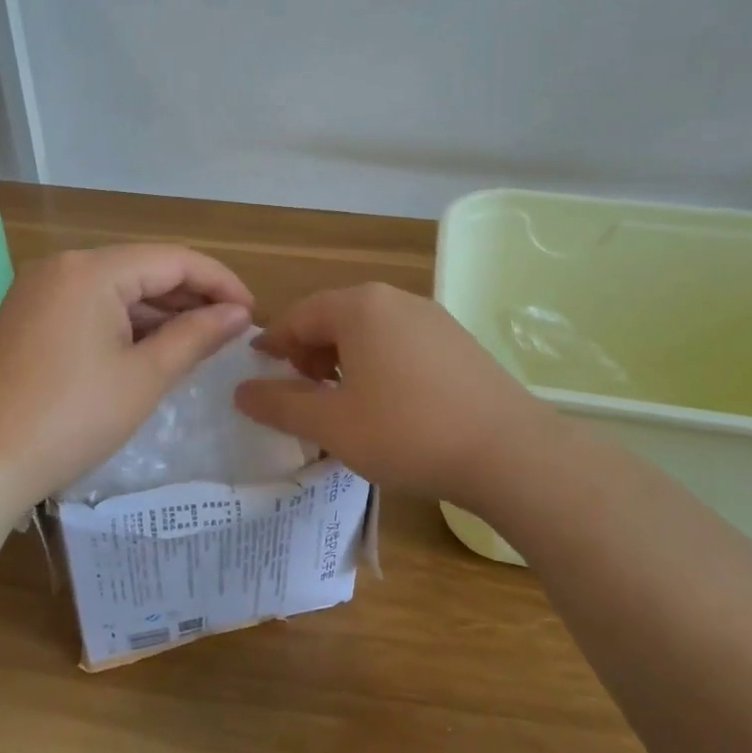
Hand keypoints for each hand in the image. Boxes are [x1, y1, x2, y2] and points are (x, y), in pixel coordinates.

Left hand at [0, 245, 253, 503]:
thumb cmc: (71, 418)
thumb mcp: (144, 376)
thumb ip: (196, 335)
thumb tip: (240, 314)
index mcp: (91, 270)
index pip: (173, 259)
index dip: (219, 282)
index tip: (252, 313)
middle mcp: (64, 266)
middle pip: (144, 268)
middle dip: (191, 296)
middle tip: (232, 329)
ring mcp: (41, 289)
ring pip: (118, 287)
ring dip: (160, 310)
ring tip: (201, 340)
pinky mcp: (30, 315)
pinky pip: (92, 305)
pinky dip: (126, 322)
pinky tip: (153, 346)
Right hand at [234, 283, 556, 507]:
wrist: (509, 452)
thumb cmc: (407, 432)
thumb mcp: (332, 425)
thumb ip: (280, 404)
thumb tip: (242, 391)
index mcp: (359, 307)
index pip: (300, 315)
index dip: (274, 342)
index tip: (259, 367)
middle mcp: (396, 300)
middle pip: (335, 317)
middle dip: (310, 351)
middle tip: (303, 391)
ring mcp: (433, 318)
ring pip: (371, 329)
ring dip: (345, 357)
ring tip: (343, 399)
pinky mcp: (459, 341)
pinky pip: (402, 342)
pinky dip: (380, 362)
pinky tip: (389, 402)